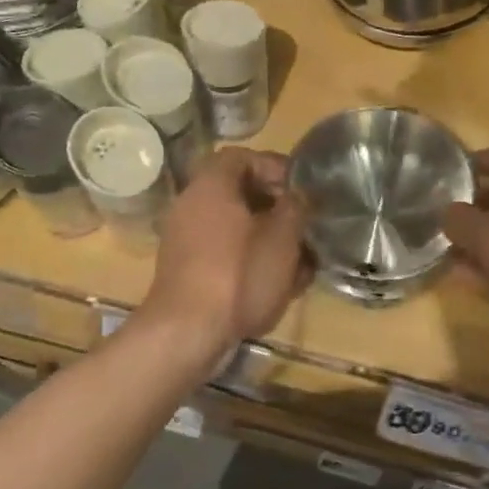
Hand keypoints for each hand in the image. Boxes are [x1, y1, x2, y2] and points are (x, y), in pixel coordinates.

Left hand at [133, 149, 308, 365]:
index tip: (302, 189)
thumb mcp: (282, 238)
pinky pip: (224, 254)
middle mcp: (191, 204)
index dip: (275, 167)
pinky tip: (277, 287)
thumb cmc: (238, 275)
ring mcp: (185, 239)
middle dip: (277, 210)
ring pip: (236, 229)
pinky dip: (250, 262)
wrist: (186, 332)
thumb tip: (298, 196)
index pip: (243, 157)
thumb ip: (295, 208)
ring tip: (300, 264)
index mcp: (211, 185)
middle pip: (239, 194)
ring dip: (268, 241)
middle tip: (304, 228)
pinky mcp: (186, 270)